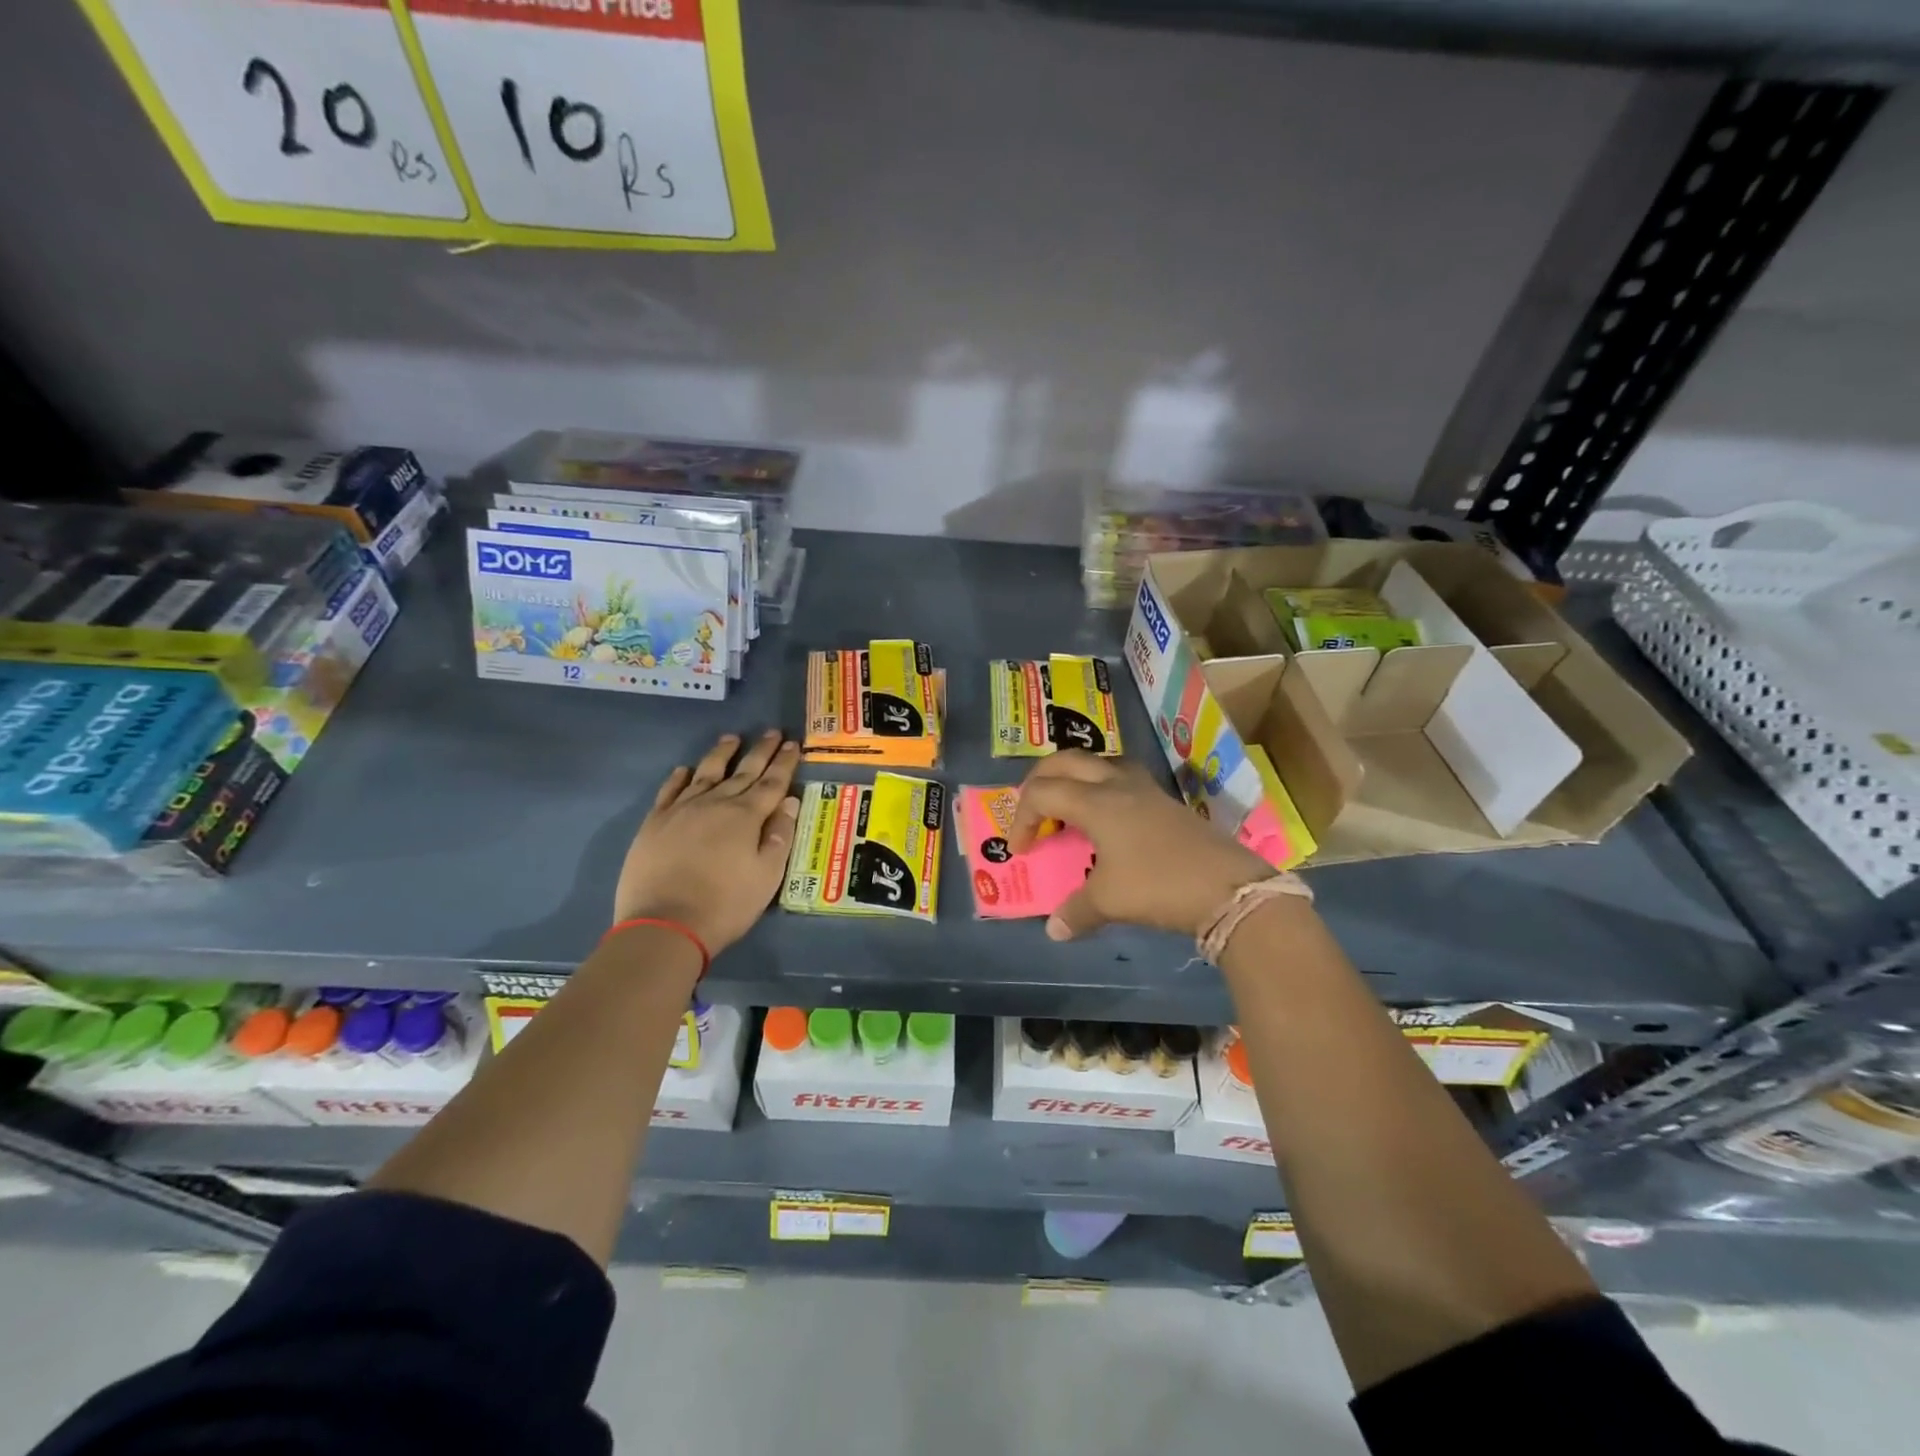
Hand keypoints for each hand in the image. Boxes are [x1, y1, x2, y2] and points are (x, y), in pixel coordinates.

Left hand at [613, 731, 801, 954]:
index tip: (793, 744)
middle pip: (743, 771)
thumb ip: (780, 836)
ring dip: (721, 753)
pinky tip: (685, 770)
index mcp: (747, 816)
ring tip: (731, 738)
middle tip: (772, 732)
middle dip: (760, 751)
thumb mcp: (767, 876)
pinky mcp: (655, 822)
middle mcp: (716, 803)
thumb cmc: (726, 904)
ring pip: (706, 772)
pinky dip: (680, 777)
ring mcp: (682, 810)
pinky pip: (670, 790)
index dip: (784, 762)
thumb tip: (789, 802)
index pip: (772, 782)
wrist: (664, 925)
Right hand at [1010, 751, 1274, 941]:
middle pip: (1066, 761)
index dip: (1022, 818)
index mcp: (1096, 802)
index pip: (1043, 793)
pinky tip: (1107, 816)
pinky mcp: (1164, 799)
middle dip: (1040, 781)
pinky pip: (1121, 775)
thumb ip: (1076, 911)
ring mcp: (1145, 788)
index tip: (1022, 851)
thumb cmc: (1159, 886)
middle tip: (1032, 810)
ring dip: (1073, 776)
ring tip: (1067, 806)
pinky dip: (1101, 786)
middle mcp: (1117, 783)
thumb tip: (1054, 929)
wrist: (1228, 887)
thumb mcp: (1110, 902)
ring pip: (1098, 761)